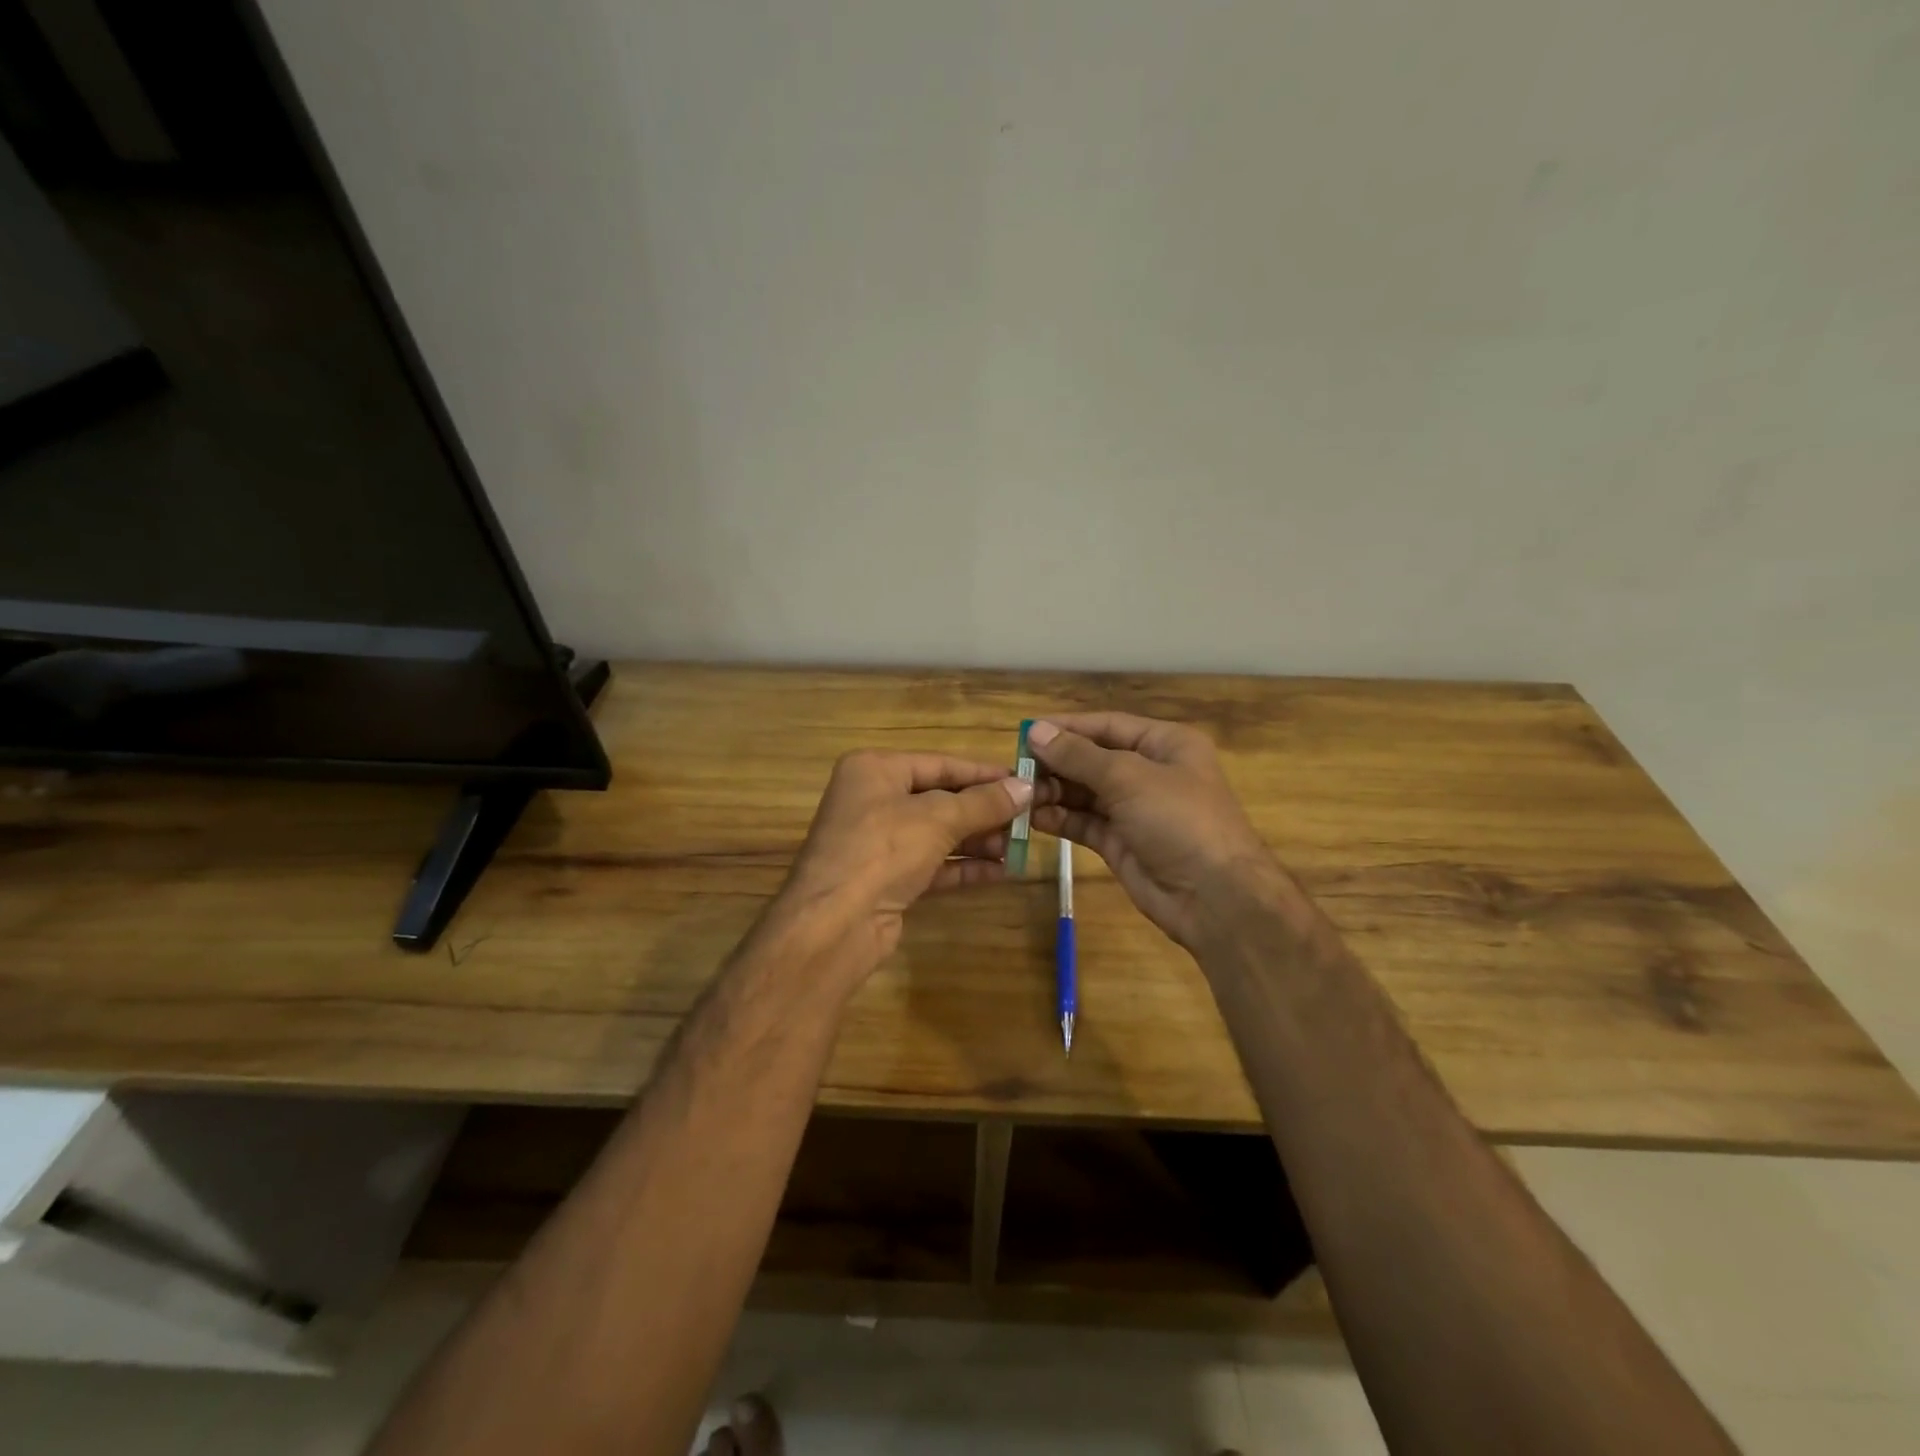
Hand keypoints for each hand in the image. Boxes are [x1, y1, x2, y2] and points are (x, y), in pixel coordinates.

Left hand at [772, 749, 1032, 977]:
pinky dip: (964, 866)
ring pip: (938, 834)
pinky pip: (933, 865)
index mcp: (874, 770)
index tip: (1024, 781)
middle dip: (984, 811)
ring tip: (1020, 846)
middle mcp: (873, 800)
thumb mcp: (938, 818)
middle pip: (940, 799)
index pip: (939, 764)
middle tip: (1028, 819)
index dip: (983, 774)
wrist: (835, 924)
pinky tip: (1001, 871)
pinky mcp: (887, 879)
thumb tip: (1028, 787)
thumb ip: (984, 802)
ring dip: (979, 840)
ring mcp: (878, 843)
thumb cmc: (883, 850)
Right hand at [1027, 714, 1283, 949]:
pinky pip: (1084, 822)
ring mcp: (1135, 810)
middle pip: (1093, 759)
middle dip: (1056, 762)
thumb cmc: (1180, 820)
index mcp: (1165, 744)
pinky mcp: (1121, 842)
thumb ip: (1079, 756)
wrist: (1215, 898)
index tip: (1026, 731)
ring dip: (1054, 791)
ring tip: (1020, 794)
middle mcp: (1150, 772)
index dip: (1067, 727)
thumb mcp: (1129, 778)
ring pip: (1085, 792)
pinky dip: (1060, 818)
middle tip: (1016, 768)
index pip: (1107, 725)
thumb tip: (1036, 731)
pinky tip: (1033, 817)